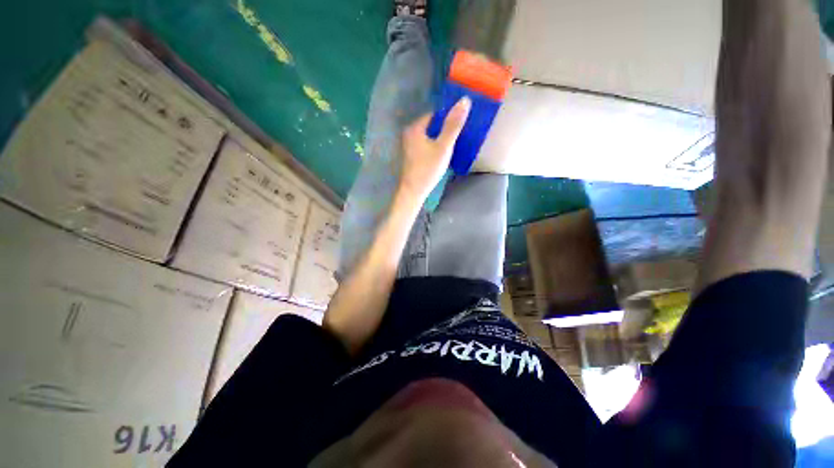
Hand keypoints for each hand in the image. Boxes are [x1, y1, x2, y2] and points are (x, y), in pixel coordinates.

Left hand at [399, 97, 471, 202]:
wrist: (414, 191)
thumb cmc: (428, 168)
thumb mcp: (444, 146)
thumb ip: (453, 125)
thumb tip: (465, 100)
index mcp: (415, 127)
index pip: (435, 115)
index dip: (448, 118)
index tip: (460, 126)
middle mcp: (409, 134)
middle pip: (432, 126)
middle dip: (445, 129)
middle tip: (459, 137)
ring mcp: (409, 146)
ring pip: (429, 137)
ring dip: (440, 139)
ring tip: (453, 145)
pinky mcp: (412, 156)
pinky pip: (426, 146)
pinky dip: (434, 147)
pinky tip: (442, 155)